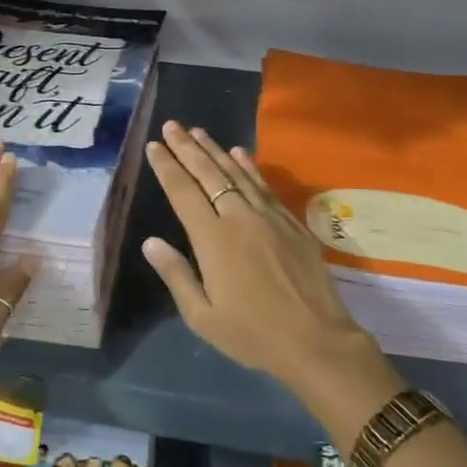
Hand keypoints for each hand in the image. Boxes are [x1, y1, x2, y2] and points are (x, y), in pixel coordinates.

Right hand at [142, 122, 403, 440]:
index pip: (182, 192)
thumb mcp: (202, 317)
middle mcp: (238, 217)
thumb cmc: (253, 334)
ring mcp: (268, 216)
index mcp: (212, 239)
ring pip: (236, 172)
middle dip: (187, 147)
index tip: (154, 145)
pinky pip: (264, 184)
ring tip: (198, 131)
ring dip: (215, 149)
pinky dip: (249, 165)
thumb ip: (176, 275)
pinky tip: (240, 152)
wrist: (316, 341)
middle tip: (172, 125)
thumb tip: (150, 242)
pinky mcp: (290, 222)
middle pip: (208, 173)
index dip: (167, 166)